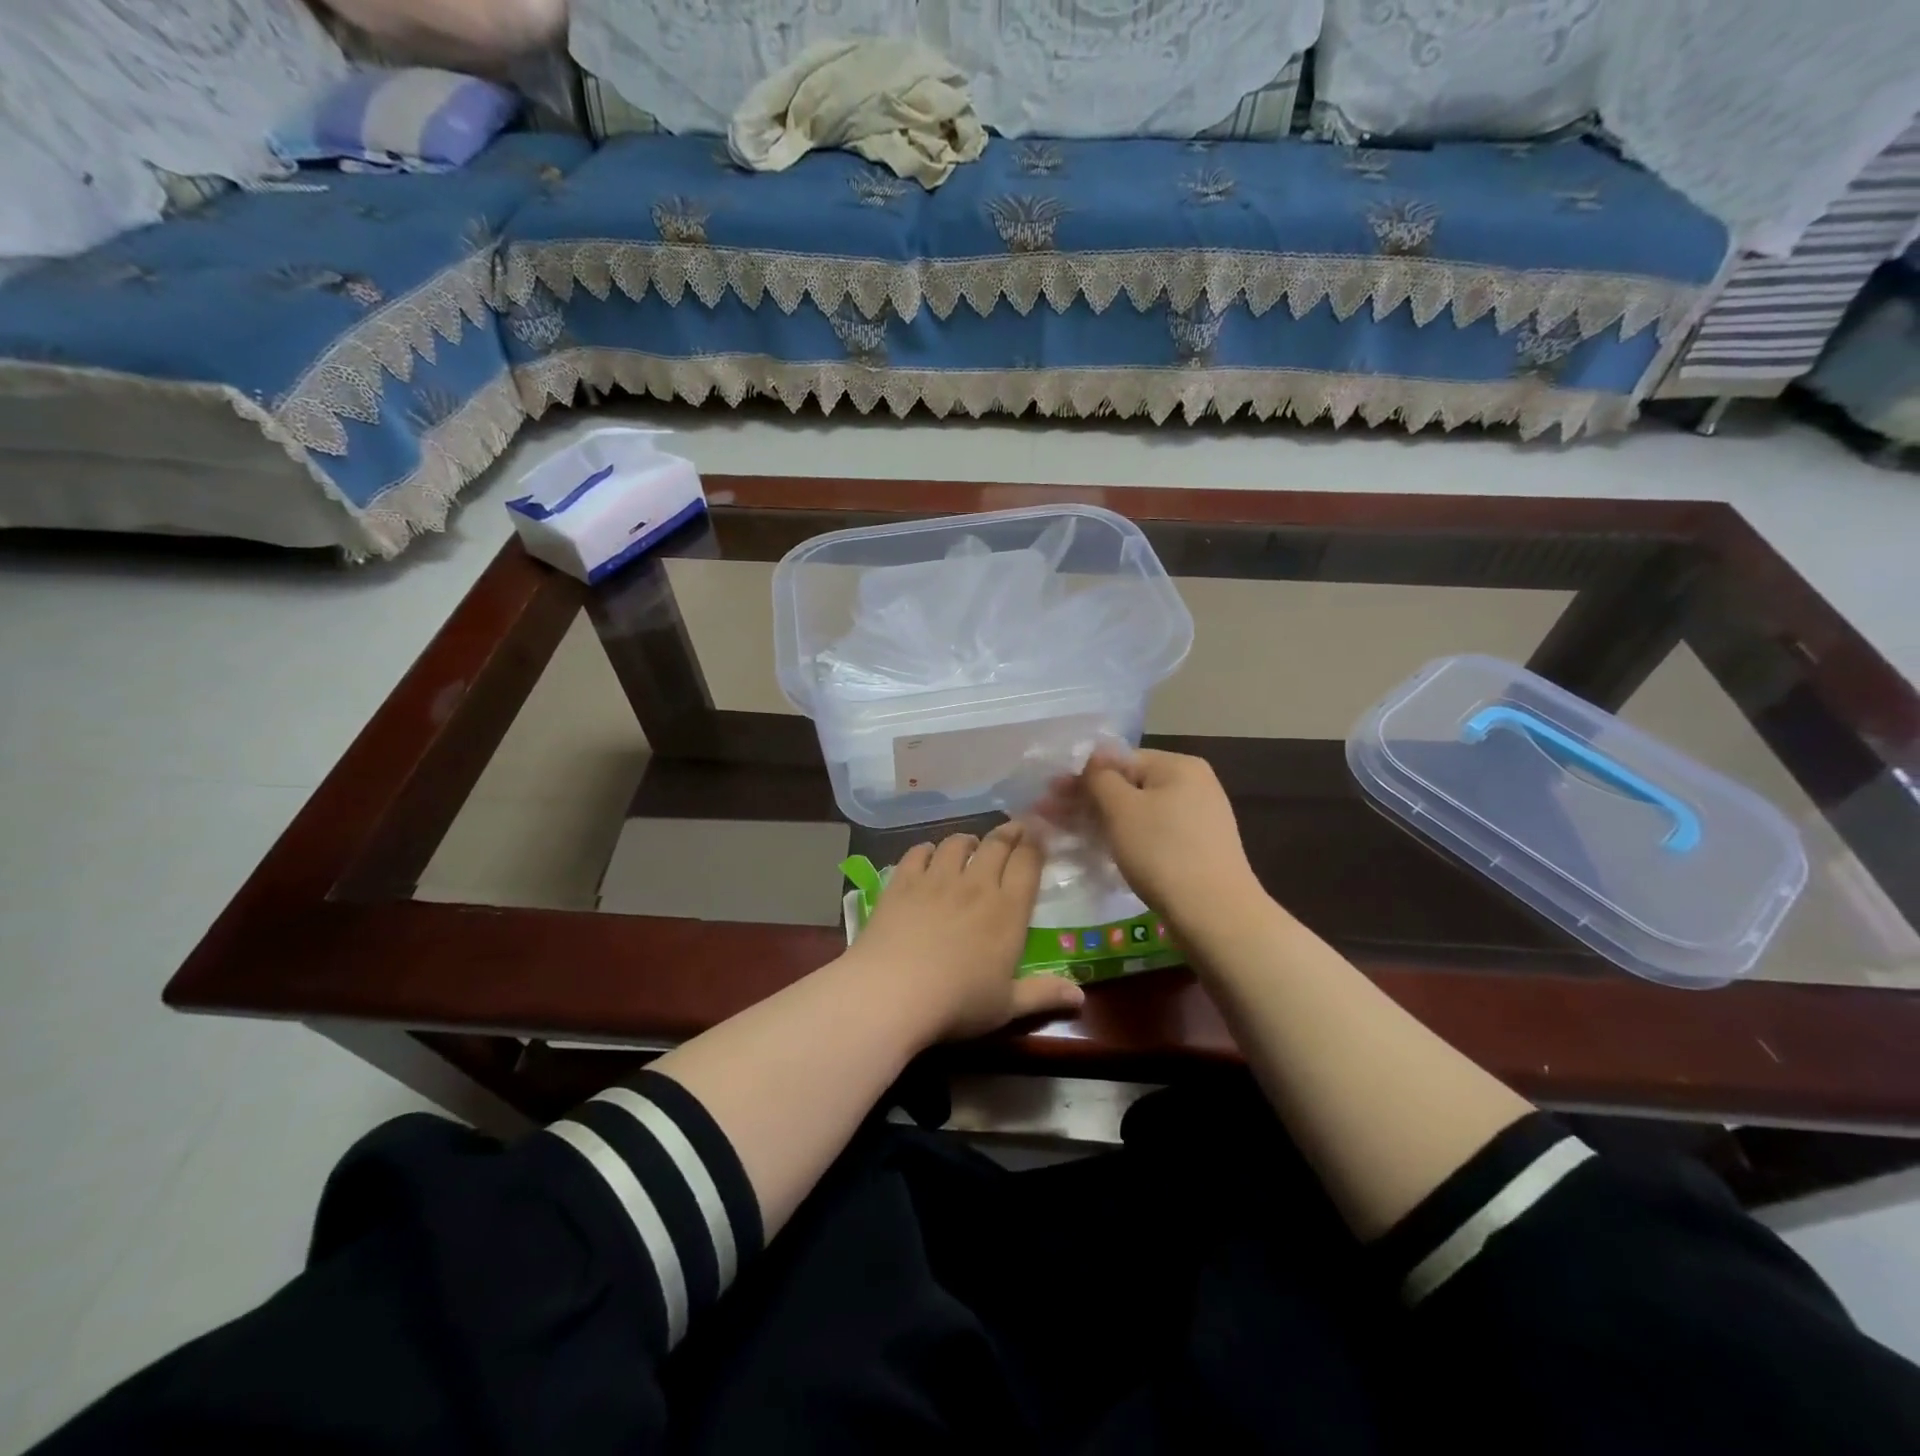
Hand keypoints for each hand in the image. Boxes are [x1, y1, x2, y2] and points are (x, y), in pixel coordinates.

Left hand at [843, 821, 1084, 1042]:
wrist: (892, 992)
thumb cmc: (957, 1004)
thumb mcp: (1006, 1007)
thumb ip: (1043, 995)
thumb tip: (1080, 997)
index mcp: (1008, 911)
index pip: (1028, 864)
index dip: (1036, 845)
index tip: (1039, 834)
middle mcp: (976, 885)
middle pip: (996, 845)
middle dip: (1009, 832)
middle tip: (1014, 828)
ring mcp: (936, 879)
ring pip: (957, 843)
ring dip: (968, 839)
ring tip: (971, 843)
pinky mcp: (902, 882)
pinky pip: (918, 853)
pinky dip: (927, 849)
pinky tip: (928, 854)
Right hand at [1047, 747, 1259, 926]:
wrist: (1215, 914)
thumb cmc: (1162, 852)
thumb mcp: (1122, 808)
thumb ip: (1100, 777)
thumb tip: (1093, 757)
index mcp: (1178, 766)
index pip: (1119, 759)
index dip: (1081, 775)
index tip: (1049, 794)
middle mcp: (1193, 784)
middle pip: (1128, 785)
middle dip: (1087, 799)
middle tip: (1049, 814)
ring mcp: (1198, 818)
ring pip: (1138, 811)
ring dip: (1101, 819)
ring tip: (1068, 833)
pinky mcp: (1197, 848)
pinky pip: (1152, 832)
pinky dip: (1125, 837)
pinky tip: (1102, 849)